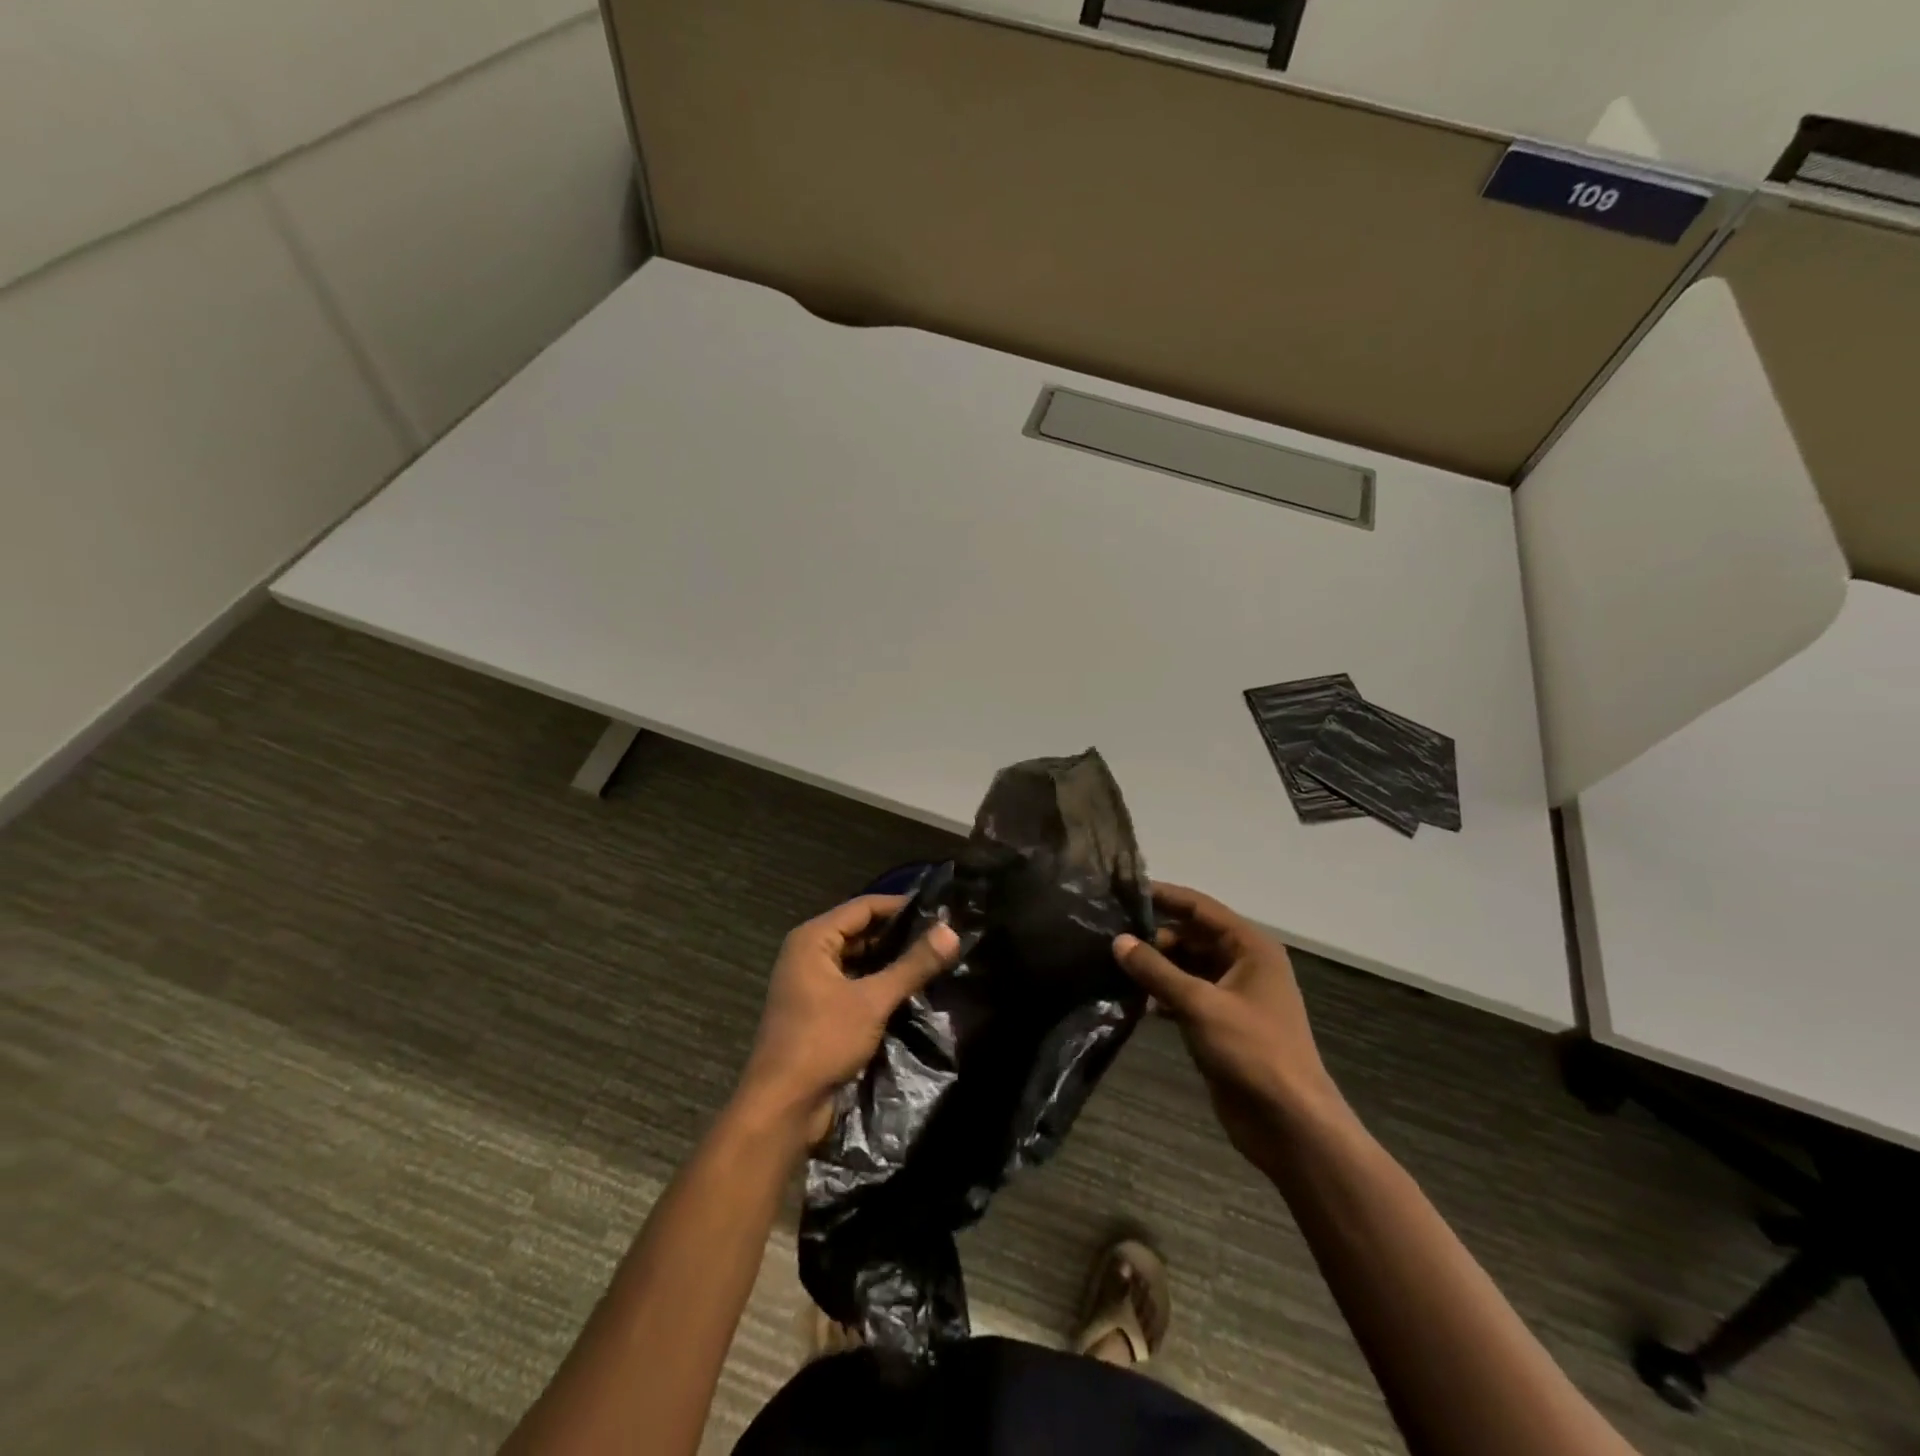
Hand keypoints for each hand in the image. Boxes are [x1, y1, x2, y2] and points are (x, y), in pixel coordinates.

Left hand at [735, 895, 961, 1148]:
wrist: (783, 1107)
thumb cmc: (822, 1041)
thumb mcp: (873, 1000)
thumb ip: (913, 965)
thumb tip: (952, 931)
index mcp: (813, 939)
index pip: (864, 907)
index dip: (901, 906)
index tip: (939, 910)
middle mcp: (808, 953)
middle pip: (860, 931)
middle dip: (898, 935)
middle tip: (941, 935)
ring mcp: (811, 983)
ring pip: (858, 959)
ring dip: (890, 960)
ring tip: (933, 958)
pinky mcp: (818, 1009)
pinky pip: (854, 983)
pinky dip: (878, 983)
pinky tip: (910, 988)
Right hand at [1113, 884, 1341, 1171]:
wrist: (1290, 1124)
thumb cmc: (1252, 1052)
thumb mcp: (1200, 1004)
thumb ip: (1156, 970)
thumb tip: (1118, 941)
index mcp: (1250, 947)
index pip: (1200, 907)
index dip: (1164, 896)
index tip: (1124, 892)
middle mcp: (1243, 964)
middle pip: (1192, 935)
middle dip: (1154, 936)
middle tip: (1109, 937)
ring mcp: (1234, 995)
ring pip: (1187, 967)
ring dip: (1156, 967)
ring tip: (1113, 965)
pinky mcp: (1222, 1024)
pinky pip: (1187, 995)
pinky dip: (1164, 994)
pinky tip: (1135, 1001)